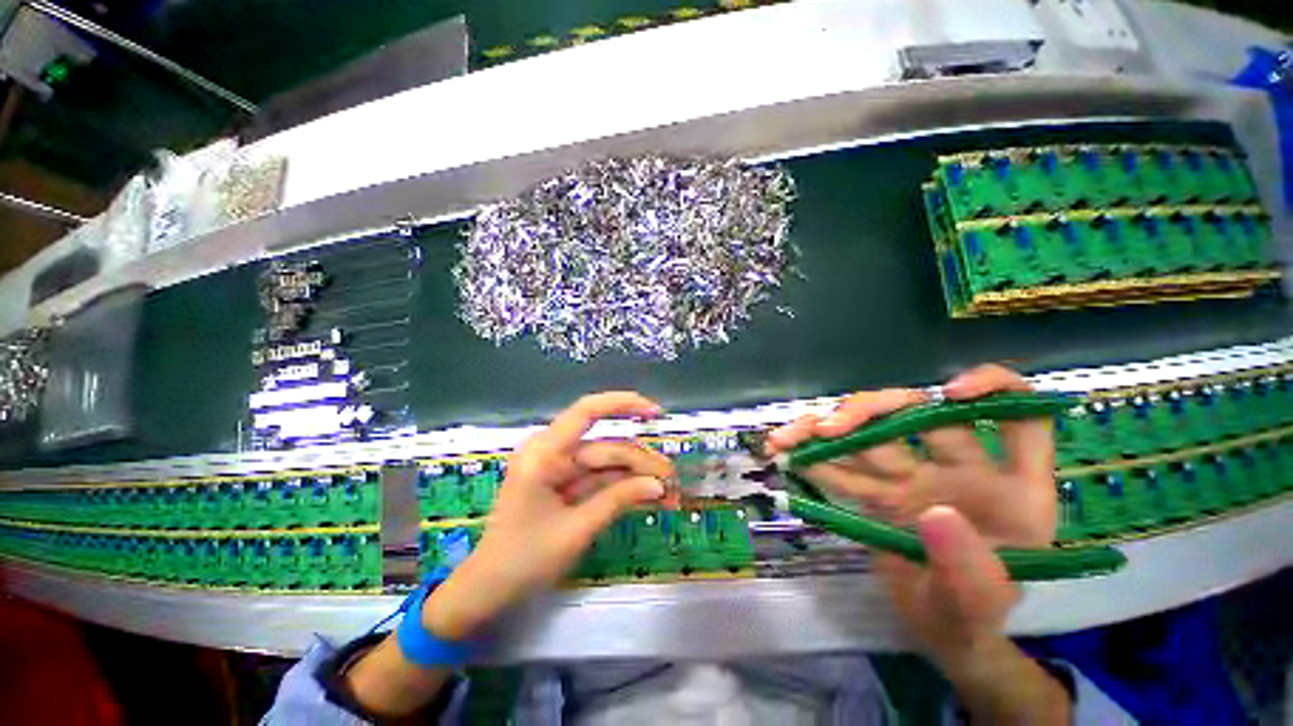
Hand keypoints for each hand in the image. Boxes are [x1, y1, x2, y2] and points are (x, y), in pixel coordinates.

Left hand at [424, 392, 673, 639]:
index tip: (656, 413)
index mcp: (544, 454)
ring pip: (606, 463)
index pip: (587, 411)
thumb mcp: (575, 530)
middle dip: (640, 462)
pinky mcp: (563, 482)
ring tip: (668, 492)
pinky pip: (598, 478)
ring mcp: (557, 467)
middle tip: (673, 481)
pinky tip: (647, 495)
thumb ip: (618, 500)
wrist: (488, 590)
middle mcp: (551, 451)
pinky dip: (622, 487)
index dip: (623, 404)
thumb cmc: (523, 561)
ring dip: (636, 476)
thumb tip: (659, 485)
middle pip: (605, 447)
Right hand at [768, 366, 1070, 722]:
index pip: (1018, 419)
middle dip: (867, 411)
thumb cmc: (972, 618)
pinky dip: (814, 459)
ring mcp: (915, 477)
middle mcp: (961, 469)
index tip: (948, 393)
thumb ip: (966, 566)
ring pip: (868, 435)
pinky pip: (844, 466)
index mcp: (1011, 489)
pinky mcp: (879, 490)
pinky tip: (785, 454)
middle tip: (825, 429)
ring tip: (784, 439)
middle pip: (916, 414)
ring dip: (821, 430)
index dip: (992, 388)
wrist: (938, 632)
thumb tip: (934, 512)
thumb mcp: (979, 604)